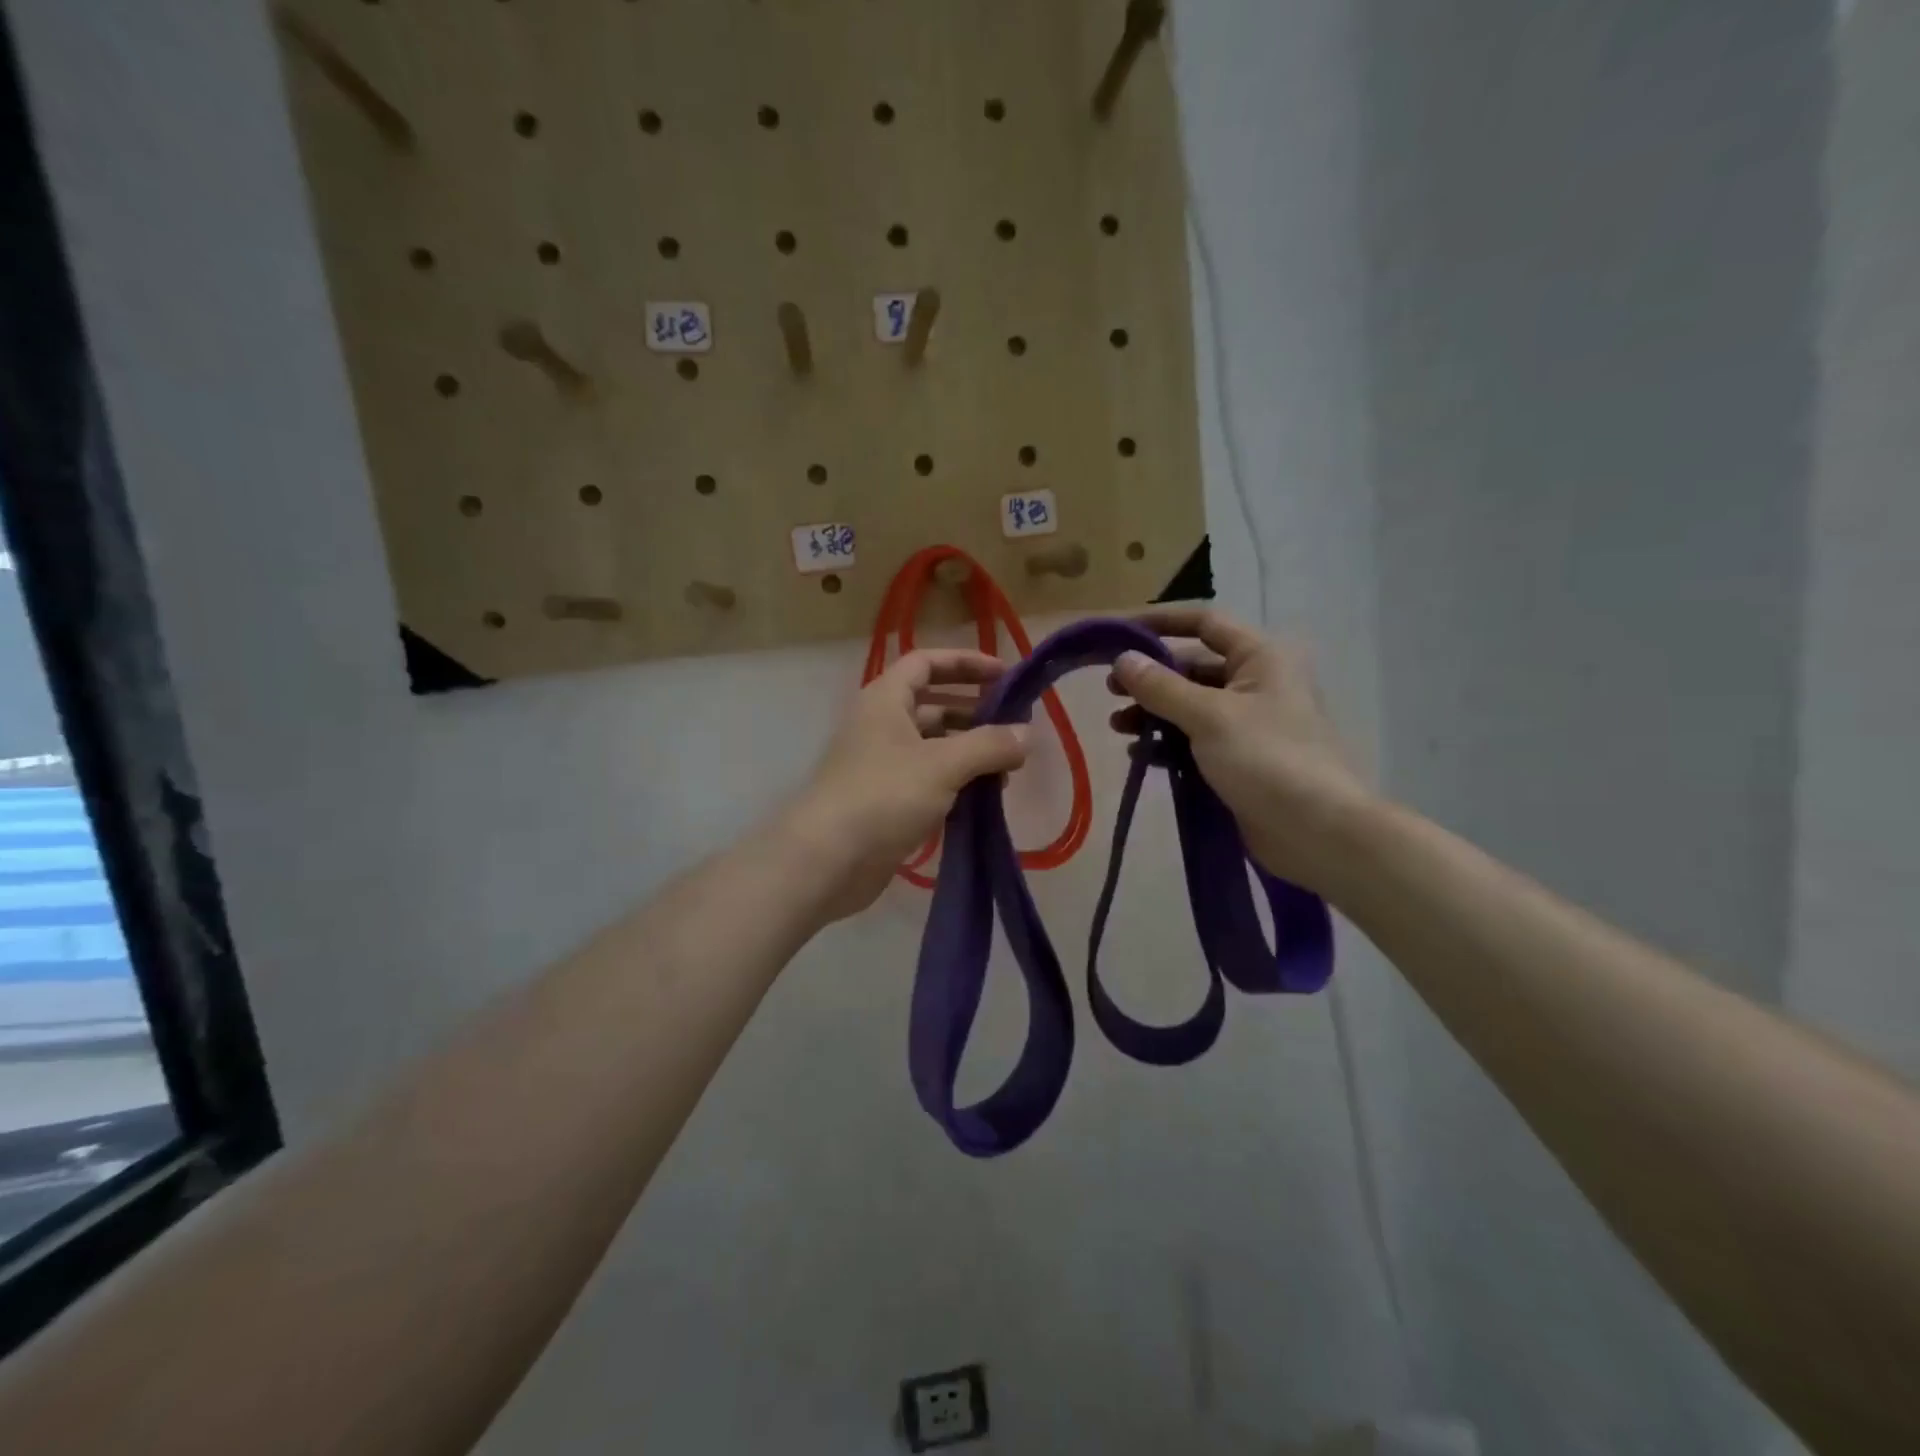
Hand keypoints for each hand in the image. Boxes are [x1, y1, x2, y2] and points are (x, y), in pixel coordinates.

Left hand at [788, 648, 1029, 920]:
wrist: (826, 860)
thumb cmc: (883, 796)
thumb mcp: (943, 765)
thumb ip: (989, 745)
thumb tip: (1027, 734)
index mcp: (886, 700)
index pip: (927, 663)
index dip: (966, 663)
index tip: (1005, 675)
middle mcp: (882, 725)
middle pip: (934, 705)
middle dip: (975, 714)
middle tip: (1015, 729)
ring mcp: (883, 765)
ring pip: (934, 747)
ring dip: (970, 753)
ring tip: (1007, 771)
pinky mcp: (886, 801)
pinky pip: (929, 781)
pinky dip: (956, 784)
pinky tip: (984, 800)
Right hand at [1109, 608, 1372, 892]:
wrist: (1317, 831)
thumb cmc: (1267, 758)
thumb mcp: (1208, 716)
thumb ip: (1161, 687)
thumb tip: (1122, 659)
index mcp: (1260, 658)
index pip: (1205, 623)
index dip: (1161, 623)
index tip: (1119, 633)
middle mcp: (1255, 683)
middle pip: (1192, 667)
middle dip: (1150, 678)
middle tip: (1110, 690)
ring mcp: (1248, 724)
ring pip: (1190, 706)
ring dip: (1153, 713)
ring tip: (1118, 727)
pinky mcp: (1239, 760)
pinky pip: (1195, 741)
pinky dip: (1167, 744)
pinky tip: (1140, 754)